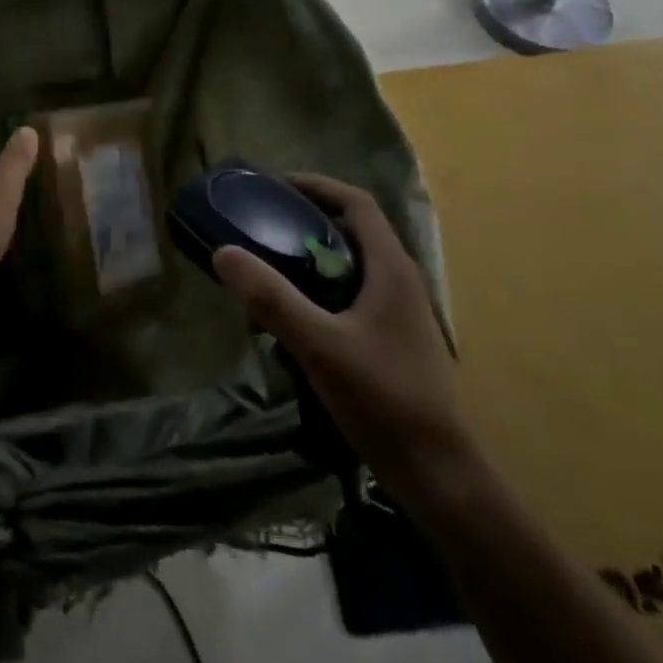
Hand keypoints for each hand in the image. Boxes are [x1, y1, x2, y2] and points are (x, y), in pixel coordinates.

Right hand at [211, 173, 473, 498]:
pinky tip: (295, 323)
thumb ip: (272, 298)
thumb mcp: (319, 346)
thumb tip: (224, 252)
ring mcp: (400, 314)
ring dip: (312, 261)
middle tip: (263, 228)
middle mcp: (400, 282)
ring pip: (351, 267)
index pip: (357, 204)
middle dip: (307, 222)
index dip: (317, 186)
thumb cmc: (383, 399)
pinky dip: (321, 293)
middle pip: (353, 232)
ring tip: (270, 273)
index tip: (276, 187)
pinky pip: (352, 297)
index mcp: (391, 269)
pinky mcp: (394, 341)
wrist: (438, 475)